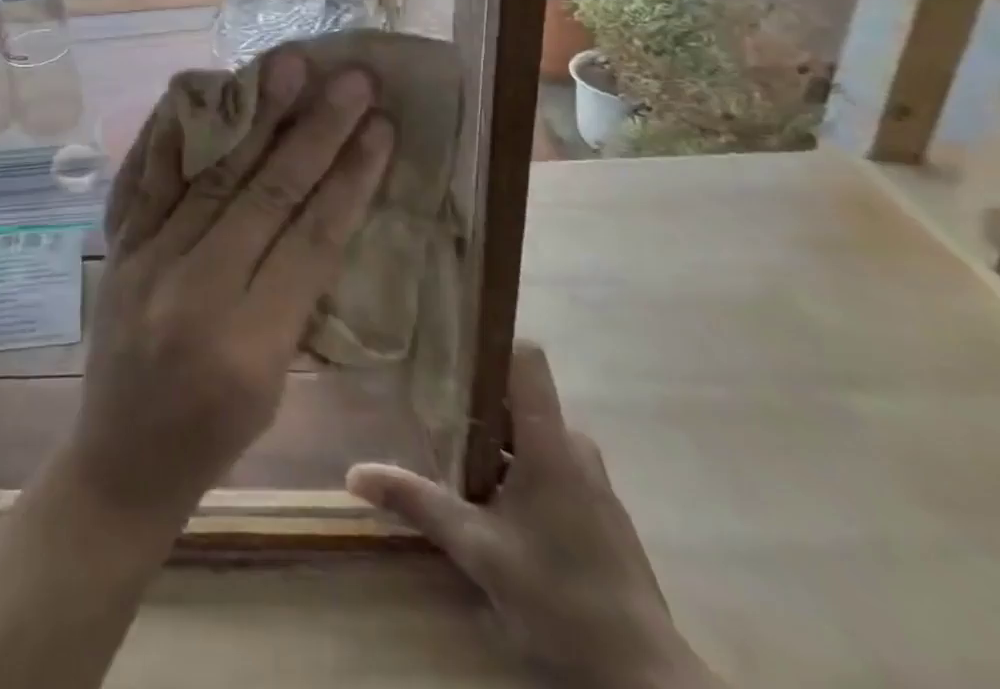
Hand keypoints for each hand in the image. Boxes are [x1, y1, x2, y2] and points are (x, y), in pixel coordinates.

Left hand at [62, 50, 394, 523]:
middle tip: (349, 79)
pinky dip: (169, 133)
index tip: (382, 127)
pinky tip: (192, 93)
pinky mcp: (116, 249)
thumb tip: (320, 208)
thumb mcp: (277, 382)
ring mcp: (144, 262)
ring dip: (251, 116)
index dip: (351, 178)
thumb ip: (296, 297)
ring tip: (282, 66)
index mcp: (248, 344)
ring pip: (208, 175)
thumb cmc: (215, 435)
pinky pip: (141, 179)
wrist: (118, 462)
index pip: (311, 242)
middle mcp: (193, 291)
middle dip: (313, 131)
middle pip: (263, 195)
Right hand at [348, 344, 719, 688]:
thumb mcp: (479, 550)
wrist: (645, 678)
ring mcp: (592, 481)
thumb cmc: (561, 596)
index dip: (488, 343)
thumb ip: (418, 502)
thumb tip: (354, 473)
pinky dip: (516, 470)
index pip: (525, 358)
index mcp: (550, 441)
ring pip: (532, 436)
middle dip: (474, 405)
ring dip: (494, 444)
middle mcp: (574, 447)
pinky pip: (549, 465)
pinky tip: (492, 506)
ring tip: (451, 460)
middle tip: (430, 413)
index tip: (447, 347)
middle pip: (518, 399)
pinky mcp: (598, 512)